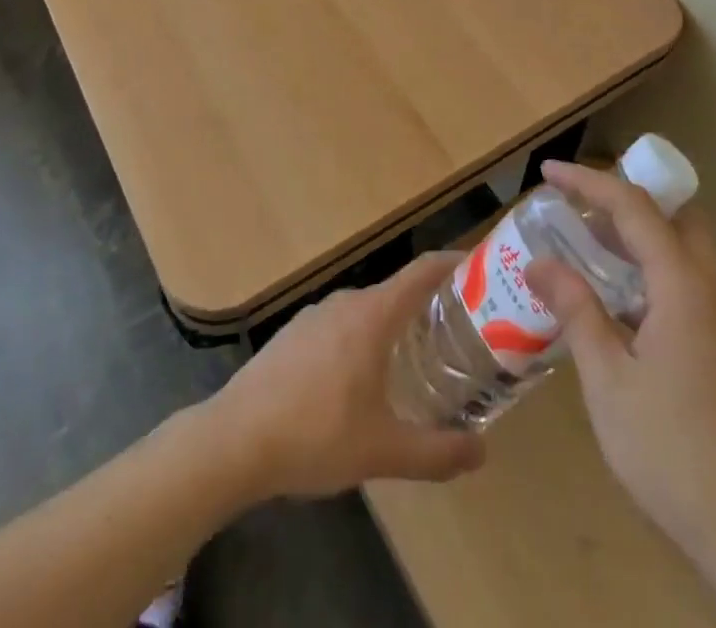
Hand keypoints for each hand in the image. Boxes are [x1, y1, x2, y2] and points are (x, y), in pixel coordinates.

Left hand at [208, 253, 486, 499]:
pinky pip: (341, 326)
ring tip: (417, 359)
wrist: (233, 439)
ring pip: (367, 311)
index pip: (422, 271)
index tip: (480, 268)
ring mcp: (315, 316)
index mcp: (372, 315)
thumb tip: (482, 452)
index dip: (452, 263)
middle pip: (397, 292)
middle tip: (459, 333)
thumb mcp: (382, 452)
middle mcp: (346, 303)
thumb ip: (436, 452)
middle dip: (429, 307)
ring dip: (394, 326)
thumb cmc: (315, 435)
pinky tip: (361, 380)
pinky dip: (363, 339)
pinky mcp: (293, 335)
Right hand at [525, 161, 715, 562]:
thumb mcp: (607, 380)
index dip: (588, 182)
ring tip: (594, 247)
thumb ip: (576, 310)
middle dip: (626, 199)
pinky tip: (625, 302)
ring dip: (643, 234)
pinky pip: (693, 279)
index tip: (549, 172)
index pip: (634, 207)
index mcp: (684, 286)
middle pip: (675, 214)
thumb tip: (539, 263)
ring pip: (688, 247)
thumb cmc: (669, 451)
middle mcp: (714, 289)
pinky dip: (658, 266)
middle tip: (580, 210)